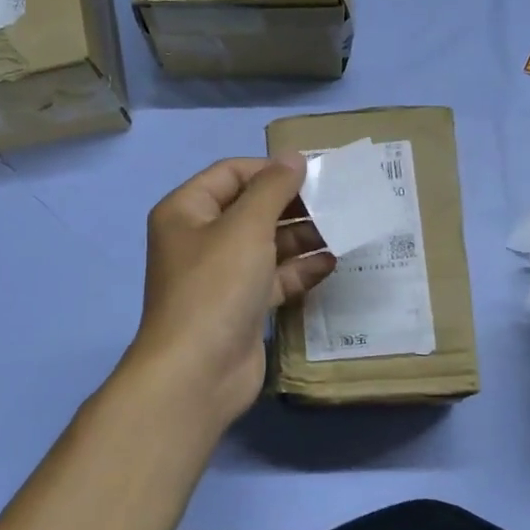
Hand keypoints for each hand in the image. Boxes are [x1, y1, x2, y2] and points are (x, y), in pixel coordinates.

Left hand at [127, 155, 334, 425]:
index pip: (231, 173)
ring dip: (301, 237)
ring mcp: (221, 276)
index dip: (270, 169)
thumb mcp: (246, 227)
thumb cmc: (216, 287)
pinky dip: (299, 270)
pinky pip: (273, 279)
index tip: (314, 172)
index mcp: (186, 211)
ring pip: (266, 245)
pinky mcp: (241, 307)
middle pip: (251, 209)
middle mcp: (200, 239)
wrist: (198, 372)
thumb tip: (294, 157)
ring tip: (343, 229)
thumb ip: (273, 188)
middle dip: (292, 204)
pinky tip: (332, 263)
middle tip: (336, 200)